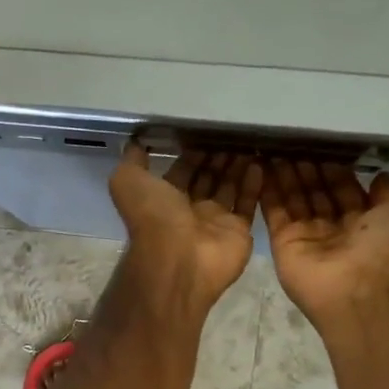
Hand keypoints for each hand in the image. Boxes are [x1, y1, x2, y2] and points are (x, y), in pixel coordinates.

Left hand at [109, 144, 262, 312]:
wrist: (179, 259)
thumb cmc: (153, 217)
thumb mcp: (128, 181)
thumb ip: (131, 161)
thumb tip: (135, 141)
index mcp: (163, 198)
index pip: (182, 169)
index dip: (193, 151)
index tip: (208, 129)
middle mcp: (189, 209)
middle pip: (208, 177)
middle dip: (219, 155)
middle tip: (235, 132)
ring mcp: (215, 221)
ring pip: (229, 187)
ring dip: (237, 165)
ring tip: (250, 141)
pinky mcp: (238, 231)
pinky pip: (248, 203)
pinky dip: (254, 183)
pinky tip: (259, 162)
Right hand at [261, 159, 388, 334]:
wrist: (360, 288)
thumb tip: (380, 177)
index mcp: (366, 221)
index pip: (345, 188)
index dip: (333, 168)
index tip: (320, 146)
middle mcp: (335, 228)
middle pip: (317, 192)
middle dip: (306, 169)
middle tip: (292, 144)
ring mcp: (307, 236)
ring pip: (294, 199)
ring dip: (286, 176)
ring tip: (275, 149)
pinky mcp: (283, 242)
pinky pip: (274, 212)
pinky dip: (268, 191)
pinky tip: (261, 167)